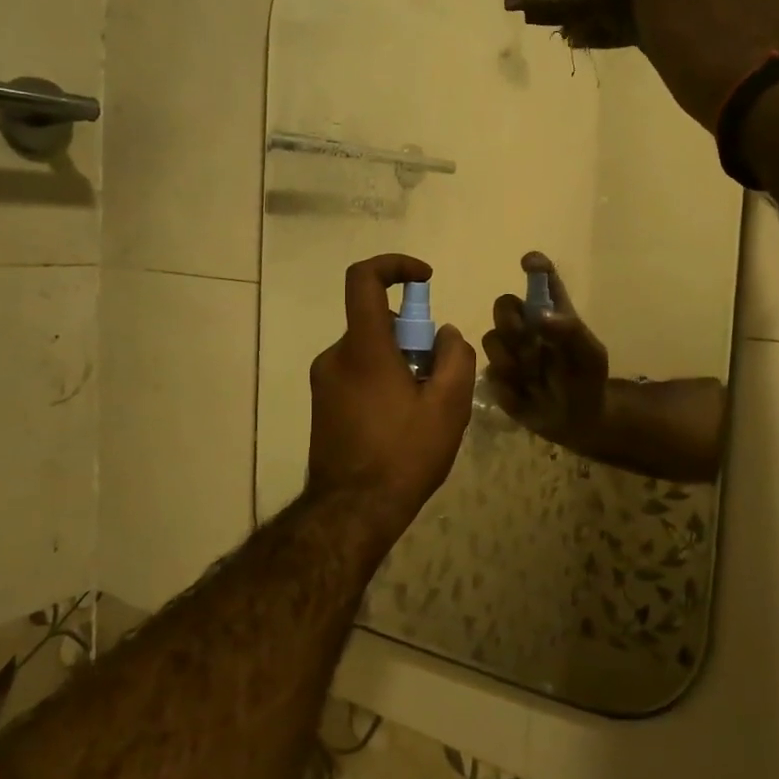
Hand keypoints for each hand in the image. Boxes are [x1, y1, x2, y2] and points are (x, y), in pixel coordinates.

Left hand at [305, 255, 475, 527]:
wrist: (352, 512)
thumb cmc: (404, 455)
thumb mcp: (448, 406)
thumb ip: (455, 357)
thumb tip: (445, 335)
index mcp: (364, 348)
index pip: (363, 279)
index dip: (395, 266)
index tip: (425, 280)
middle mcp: (336, 356)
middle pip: (376, 321)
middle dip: (412, 336)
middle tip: (437, 375)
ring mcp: (325, 382)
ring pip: (370, 351)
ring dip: (400, 362)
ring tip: (424, 408)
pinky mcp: (323, 405)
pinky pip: (358, 375)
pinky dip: (383, 381)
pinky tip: (402, 423)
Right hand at [479, 253, 609, 448]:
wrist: (578, 422)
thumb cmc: (587, 380)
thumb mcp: (590, 356)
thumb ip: (571, 332)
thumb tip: (541, 316)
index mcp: (553, 313)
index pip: (542, 280)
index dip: (535, 266)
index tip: (529, 263)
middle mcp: (527, 326)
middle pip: (503, 305)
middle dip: (510, 321)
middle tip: (526, 340)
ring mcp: (509, 351)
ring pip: (492, 340)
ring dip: (512, 359)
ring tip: (533, 378)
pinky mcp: (498, 377)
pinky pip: (491, 373)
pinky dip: (510, 386)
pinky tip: (527, 395)